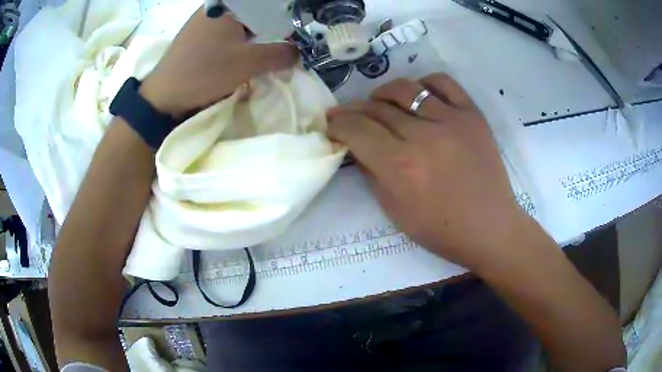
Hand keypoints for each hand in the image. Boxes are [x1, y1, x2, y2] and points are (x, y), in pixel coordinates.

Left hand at [139, 8, 297, 119]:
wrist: (164, 96)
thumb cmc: (205, 73)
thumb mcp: (249, 63)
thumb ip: (280, 54)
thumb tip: (297, 53)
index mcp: (228, 5)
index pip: (265, 6)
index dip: (281, 20)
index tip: (289, 36)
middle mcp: (215, 8)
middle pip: (251, 14)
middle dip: (265, 31)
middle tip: (274, 49)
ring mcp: (202, 21)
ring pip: (237, 25)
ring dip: (249, 40)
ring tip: (254, 57)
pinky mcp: (194, 35)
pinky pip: (222, 34)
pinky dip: (233, 44)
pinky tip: (234, 59)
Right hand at [327, 74, 531, 270]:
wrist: (491, 227)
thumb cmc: (441, 230)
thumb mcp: (395, 212)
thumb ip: (371, 173)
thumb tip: (356, 145)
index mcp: (400, 166)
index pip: (356, 130)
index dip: (338, 124)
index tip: (332, 124)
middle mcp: (423, 136)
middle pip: (376, 108)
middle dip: (354, 110)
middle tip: (350, 115)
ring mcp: (451, 120)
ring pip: (405, 88)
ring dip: (383, 93)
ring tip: (380, 103)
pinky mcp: (472, 114)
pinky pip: (443, 82)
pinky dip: (424, 83)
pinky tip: (418, 95)